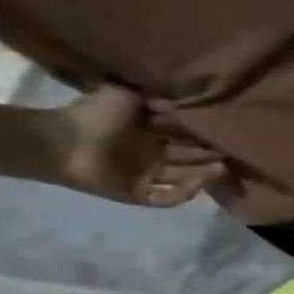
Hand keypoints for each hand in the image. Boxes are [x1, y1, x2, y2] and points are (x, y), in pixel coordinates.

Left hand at [49, 86, 226, 207]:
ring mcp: (144, 177)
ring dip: (206, 175)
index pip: (188, 138)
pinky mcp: (137, 194)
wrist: (56, 141)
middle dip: (213, 157)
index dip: (209, 138)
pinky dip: (186, 192)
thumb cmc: (92, 116)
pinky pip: (168, 198)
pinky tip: (198, 182)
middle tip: (237, 153)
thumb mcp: (128, 96)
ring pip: (186, 179)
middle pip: (192, 160)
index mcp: (150, 135)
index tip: (232, 135)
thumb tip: (192, 104)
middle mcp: (151, 157)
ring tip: (224, 167)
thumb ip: (160, 99)